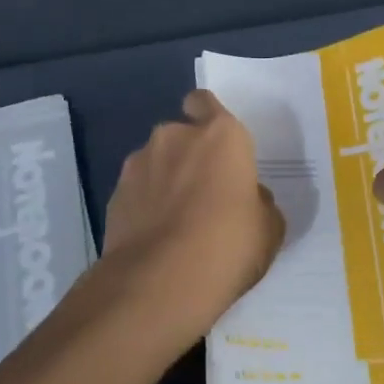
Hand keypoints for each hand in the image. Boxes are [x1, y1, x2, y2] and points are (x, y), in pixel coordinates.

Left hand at [99, 90, 285, 350]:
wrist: (161, 281)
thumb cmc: (229, 244)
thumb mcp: (269, 227)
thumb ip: (258, 202)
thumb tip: (247, 198)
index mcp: (220, 135)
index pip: (205, 102)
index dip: (208, 118)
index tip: (217, 146)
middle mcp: (175, 137)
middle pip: (180, 135)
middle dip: (188, 156)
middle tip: (203, 195)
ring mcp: (138, 164)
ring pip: (155, 162)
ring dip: (164, 181)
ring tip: (176, 222)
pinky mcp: (115, 195)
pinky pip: (136, 191)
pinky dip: (144, 206)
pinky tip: (155, 239)